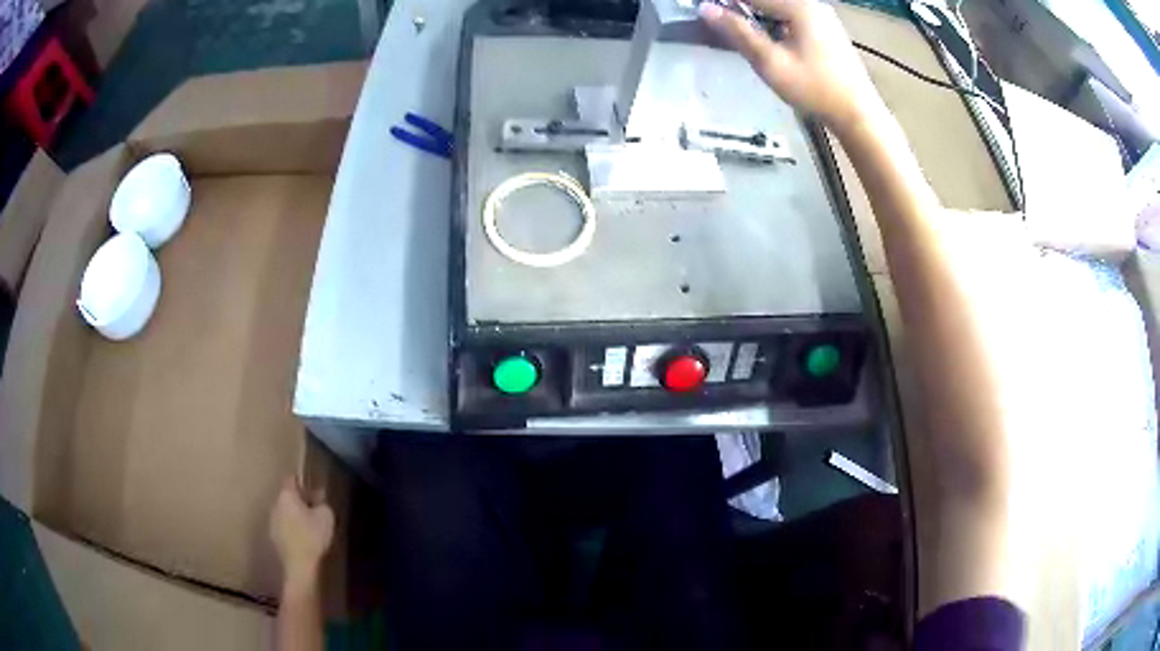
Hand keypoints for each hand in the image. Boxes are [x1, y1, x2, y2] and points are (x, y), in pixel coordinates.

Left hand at [269, 477, 334, 590]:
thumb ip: (322, 503)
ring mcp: (272, 522)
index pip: (291, 480)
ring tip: (309, 525)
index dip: (301, 481)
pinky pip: (283, 527)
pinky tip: (303, 538)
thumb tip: (318, 500)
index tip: (311, 487)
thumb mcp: (326, 517)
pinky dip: (291, 529)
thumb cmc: (313, 536)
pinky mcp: (273, 537)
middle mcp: (275, 505)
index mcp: (286, 496)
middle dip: (298, 501)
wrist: (300, 565)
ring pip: (284, 513)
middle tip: (313, 508)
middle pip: (287, 497)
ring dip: (294, 516)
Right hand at [699, 0, 881, 131]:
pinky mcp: (828, 29)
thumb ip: (738, 32)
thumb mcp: (771, 62)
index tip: (704, 5)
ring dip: (757, 12)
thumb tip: (705, 9)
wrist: (858, 114)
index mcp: (799, 6)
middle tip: (718, 17)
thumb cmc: (814, 89)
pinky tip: (766, 34)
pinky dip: (774, 19)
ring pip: (780, 6)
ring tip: (737, 25)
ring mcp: (823, 16)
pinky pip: (793, 15)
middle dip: (742, 6)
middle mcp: (812, 4)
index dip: (727, 0)